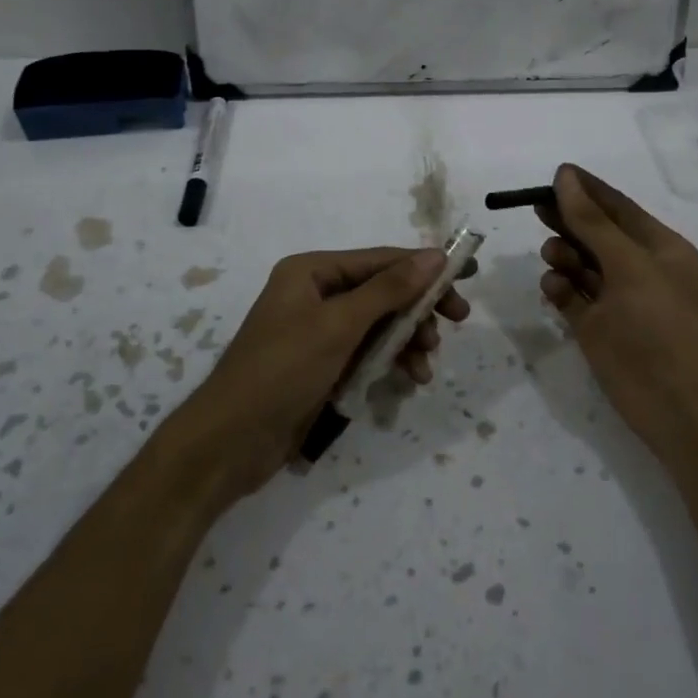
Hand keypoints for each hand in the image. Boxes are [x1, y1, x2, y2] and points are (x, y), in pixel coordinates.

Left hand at [173, 247, 473, 498]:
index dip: (424, 267)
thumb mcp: (339, 325)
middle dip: (418, 308)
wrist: (230, 442)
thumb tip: (435, 255)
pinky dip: (390, 362)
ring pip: (379, 325)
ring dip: (407, 340)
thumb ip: (389, 289)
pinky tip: (409, 379)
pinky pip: (367, 353)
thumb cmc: (282, 370)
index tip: (467, 276)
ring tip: (426, 364)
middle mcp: (316, 294)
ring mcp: (319, 332)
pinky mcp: (323, 366)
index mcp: (312, 271)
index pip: (380, 260)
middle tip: (457, 321)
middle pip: (383, 292)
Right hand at [537, 164, 697, 470]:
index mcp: (659, 248)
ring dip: (564, 255)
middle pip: (595, 234)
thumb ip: (593, 222)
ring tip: (554, 256)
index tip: (554, 174)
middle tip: (537, 210)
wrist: (682, 406)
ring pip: (581, 266)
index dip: (587, 189)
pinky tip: (554, 287)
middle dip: (568, 220)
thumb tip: (566, 176)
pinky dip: (560, 289)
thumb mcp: (630, 265)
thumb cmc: (662, 325)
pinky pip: (571, 298)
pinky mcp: (597, 330)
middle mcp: (638, 270)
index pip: (617, 207)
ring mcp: (617, 302)